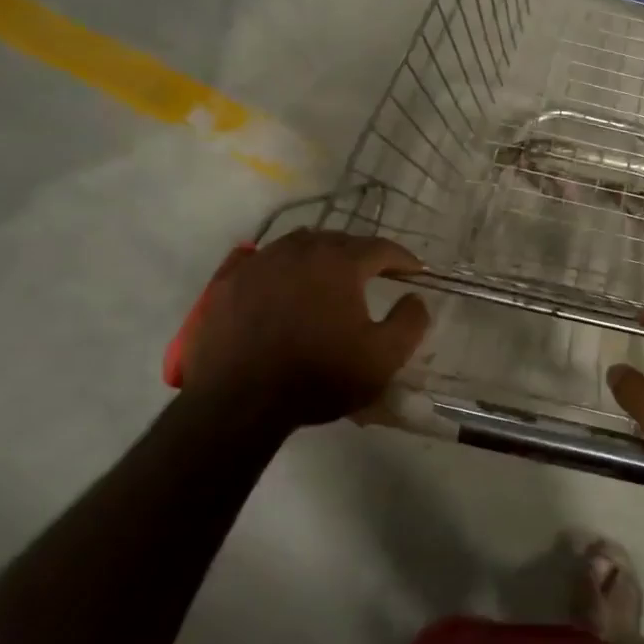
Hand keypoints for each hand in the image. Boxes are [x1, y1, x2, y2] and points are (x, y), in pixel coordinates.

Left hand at [181, 229, 429, 426]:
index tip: (415, 272)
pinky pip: (258, 260)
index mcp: (339, 263)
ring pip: (297, 245)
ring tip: (329, 275)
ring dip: (320, 255)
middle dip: (361, 254)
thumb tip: (416, 298)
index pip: (380, 248)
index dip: (402, 259)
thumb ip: (410, 322)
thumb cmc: (319, 377)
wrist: (240, 403)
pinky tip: (280, 278)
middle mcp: (299, 250)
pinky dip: (278, 265)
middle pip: (338, 241)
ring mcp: (258, 263)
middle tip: (375, 273)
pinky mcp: (227, 282)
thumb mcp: (383, 358)